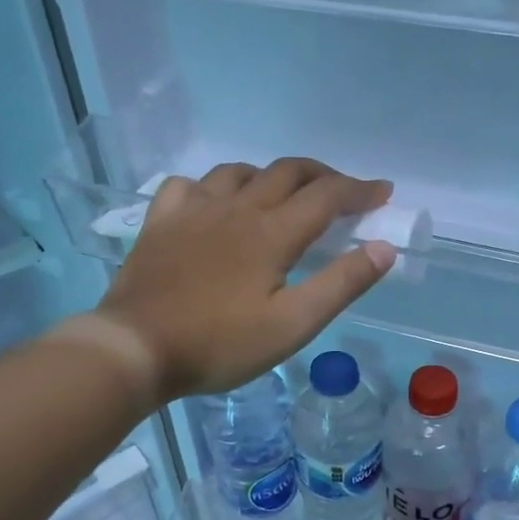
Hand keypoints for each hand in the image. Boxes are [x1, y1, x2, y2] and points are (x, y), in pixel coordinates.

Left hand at [96, 158, 395, 400]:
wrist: (135, 348)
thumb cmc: (219, 343)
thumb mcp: (292, 325)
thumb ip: (340, 284)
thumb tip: (382, 247)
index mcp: (272, 232)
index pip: (326, 196)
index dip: (359, 191)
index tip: (383, 193)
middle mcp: (236, 208)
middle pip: (286, 172)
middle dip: (322, 176)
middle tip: (341, 193)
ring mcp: (193, 211)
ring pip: (239, 172)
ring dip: (270, 176)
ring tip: (281, 196)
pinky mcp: (160, 222)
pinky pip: (188, 185)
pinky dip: (211, 186)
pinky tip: (213, 203)